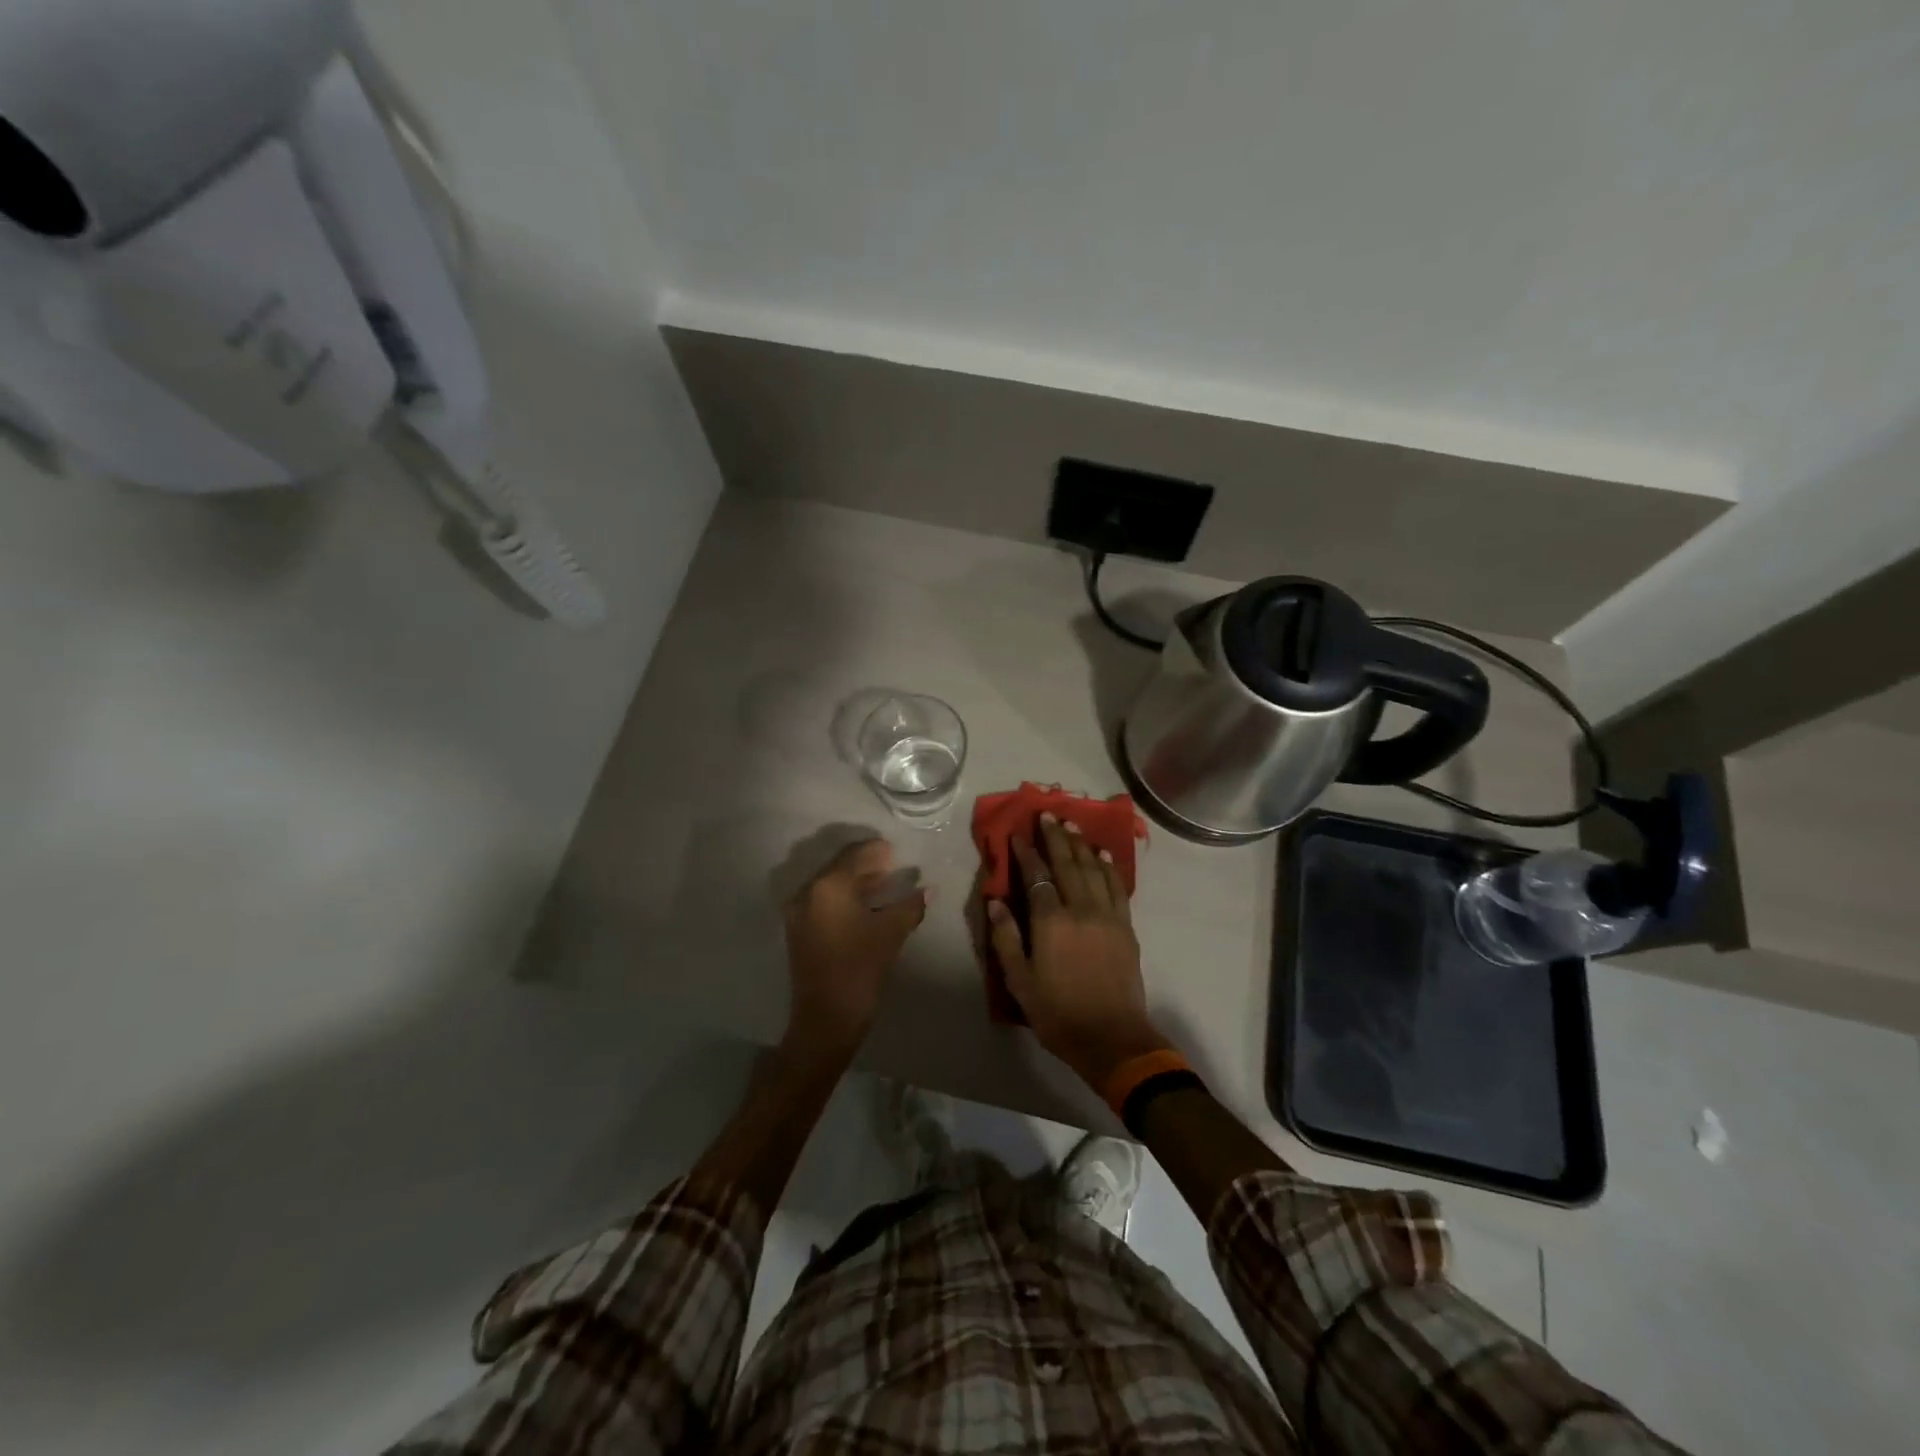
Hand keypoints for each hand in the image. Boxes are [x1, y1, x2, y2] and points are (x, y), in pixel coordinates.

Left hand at [782, 836, 926, 1062]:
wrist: (826, 1019)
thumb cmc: (860, 969)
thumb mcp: (890, 933)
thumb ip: (910, 906)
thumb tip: (929, 889)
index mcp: (828, 887)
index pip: (854, 856)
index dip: (876, 851)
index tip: (895, 849)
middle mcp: (808, 893)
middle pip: (839, 869)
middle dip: (866, 866)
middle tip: (892, 864)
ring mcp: (799, 914)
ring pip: (831, 887)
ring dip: (856, 883)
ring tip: (884, 884)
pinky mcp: (799, 932)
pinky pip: (824, 903)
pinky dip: (845, 899)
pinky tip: (867, 906)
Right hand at [986, 813, 1169, 1090]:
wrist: (1112, 1038)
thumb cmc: (1058, 1013)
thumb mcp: (1019, 982)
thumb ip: (1006, 938)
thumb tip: (996, 901)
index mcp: (1051, 922)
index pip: (1037, 877)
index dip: (1026, 853)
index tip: (1018, 833)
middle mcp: (1080, 910)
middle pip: (1067, 864)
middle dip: (1056, 837)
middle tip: (1048, 814)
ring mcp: (1107, 916)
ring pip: (1093, 870)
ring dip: (1081, 844)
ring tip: (1072, 824)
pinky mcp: (1125, 927)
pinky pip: (1116, 887)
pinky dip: (1108, 867)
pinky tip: (1102, 854)